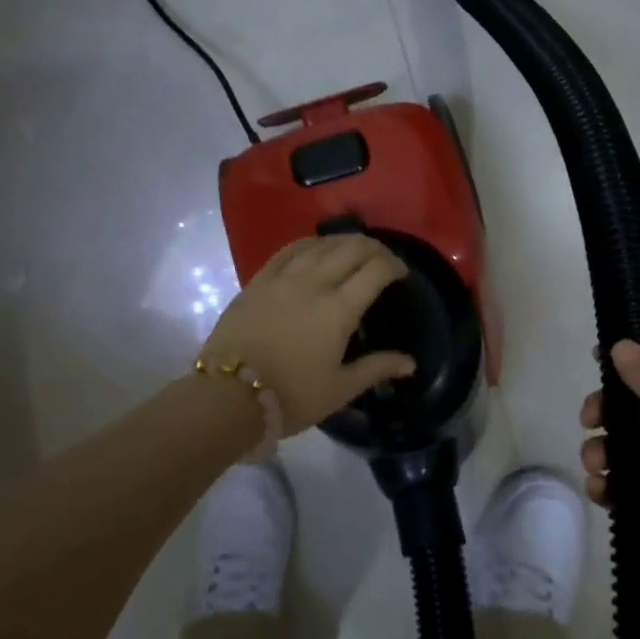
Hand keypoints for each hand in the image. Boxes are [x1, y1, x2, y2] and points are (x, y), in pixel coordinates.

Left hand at [202, 235, 415, 434]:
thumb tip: (410, 363)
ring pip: (320, 244)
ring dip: (343, 242)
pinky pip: (288, 250)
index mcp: (339, 309)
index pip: (375, 270)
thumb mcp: (340, 389)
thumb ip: (376, 369)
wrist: (229, 396)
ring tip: (352, 250)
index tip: (402, 273)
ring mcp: (283, 278)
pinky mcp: (258, 281)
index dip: (394, 265)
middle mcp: (314, 283)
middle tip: (382, 259)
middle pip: (350, 249)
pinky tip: (314, 248)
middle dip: (373, 248)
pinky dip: (309, 244)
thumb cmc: (291, 396)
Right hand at [580, 341, 639, 638]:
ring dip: (607, 455)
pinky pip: (638, 493)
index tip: (594, 365)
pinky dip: (616, 490)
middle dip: (611, 416)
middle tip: (588, 425)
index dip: (633, 365)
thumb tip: (623, 343)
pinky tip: (602, 498)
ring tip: (595, 473)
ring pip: (636, 455)